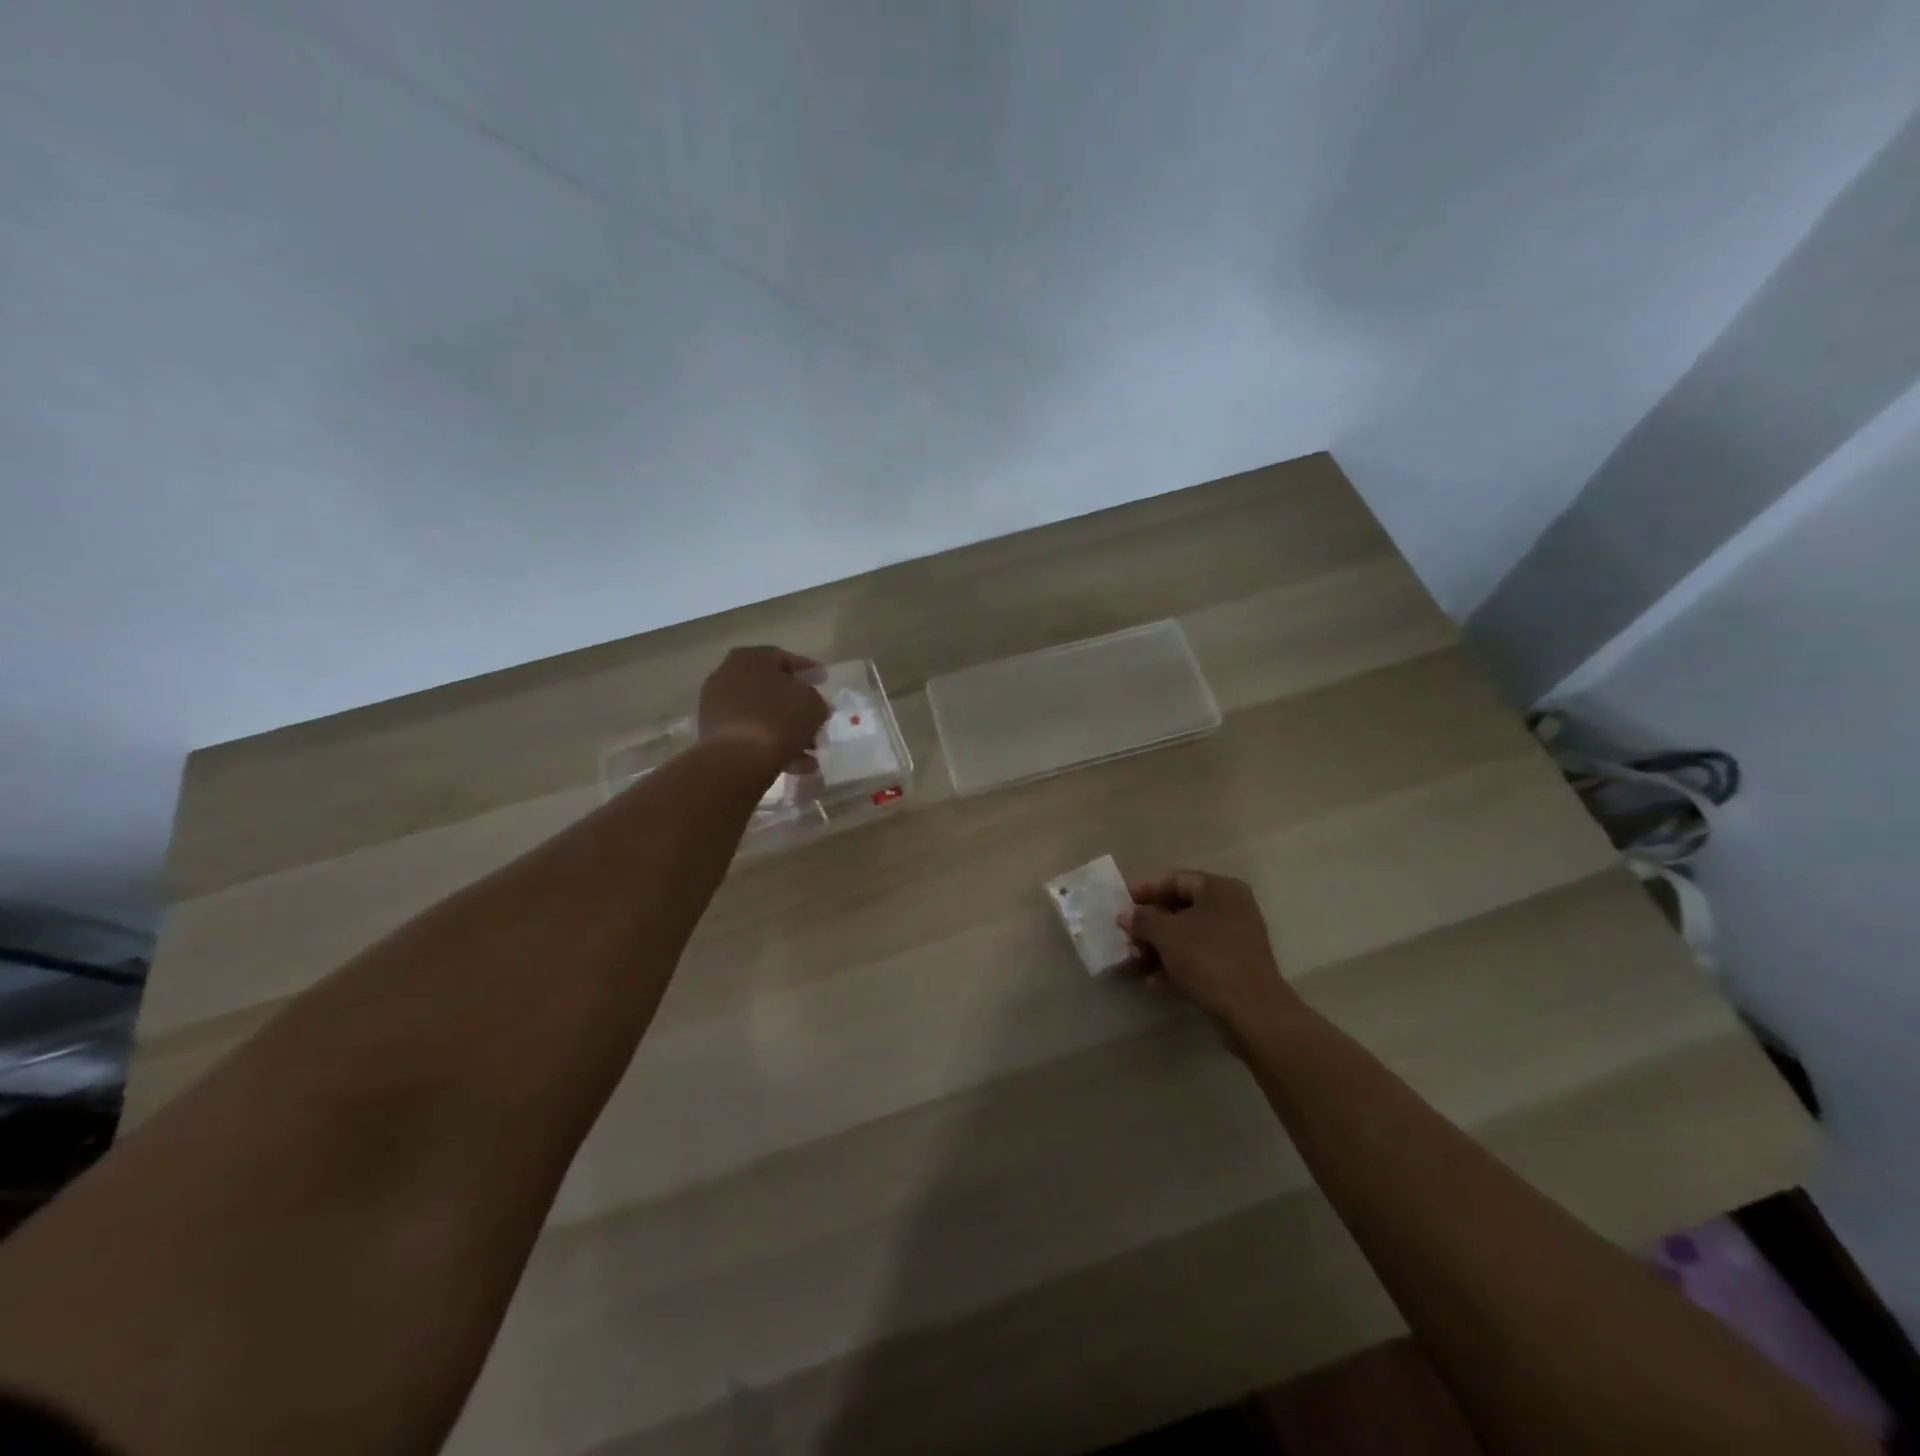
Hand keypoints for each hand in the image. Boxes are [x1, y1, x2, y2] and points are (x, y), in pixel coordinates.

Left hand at [698, 647, 830, 778]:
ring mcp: (717, 707)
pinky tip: (796, 764)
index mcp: (749, 658)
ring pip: (762, 716)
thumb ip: (816, 699)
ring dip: (788, 731)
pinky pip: (750, 735)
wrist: (738, 758)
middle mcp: (727, 676)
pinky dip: (772, 746)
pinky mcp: (714, 735)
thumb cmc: (779, 718)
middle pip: (770, 689)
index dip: (807, 669)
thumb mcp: (813, 703)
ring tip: (811, 750)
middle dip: (796, 706)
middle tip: (816, 717)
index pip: (783, 657)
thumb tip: (812, 706)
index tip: (824, 680)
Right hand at [1120, 870, 1302, 1036]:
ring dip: (1158, 949)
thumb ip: (1142, 919)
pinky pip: (1198, 959)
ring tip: (1134, 963)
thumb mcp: (1166, 933)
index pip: (1174, 879)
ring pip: (1187, 937)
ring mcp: (1235, 940)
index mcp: (1219, 889)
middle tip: (1125, 938)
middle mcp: (1231, 908)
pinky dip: (1175, 967)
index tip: (1119, 904)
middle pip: (1180, 909)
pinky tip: (1153, 982)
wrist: (1252, 1011)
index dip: (1144, 890)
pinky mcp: (1235, 969)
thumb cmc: (1207, 957)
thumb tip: (1125, 914)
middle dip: (1149, 925)